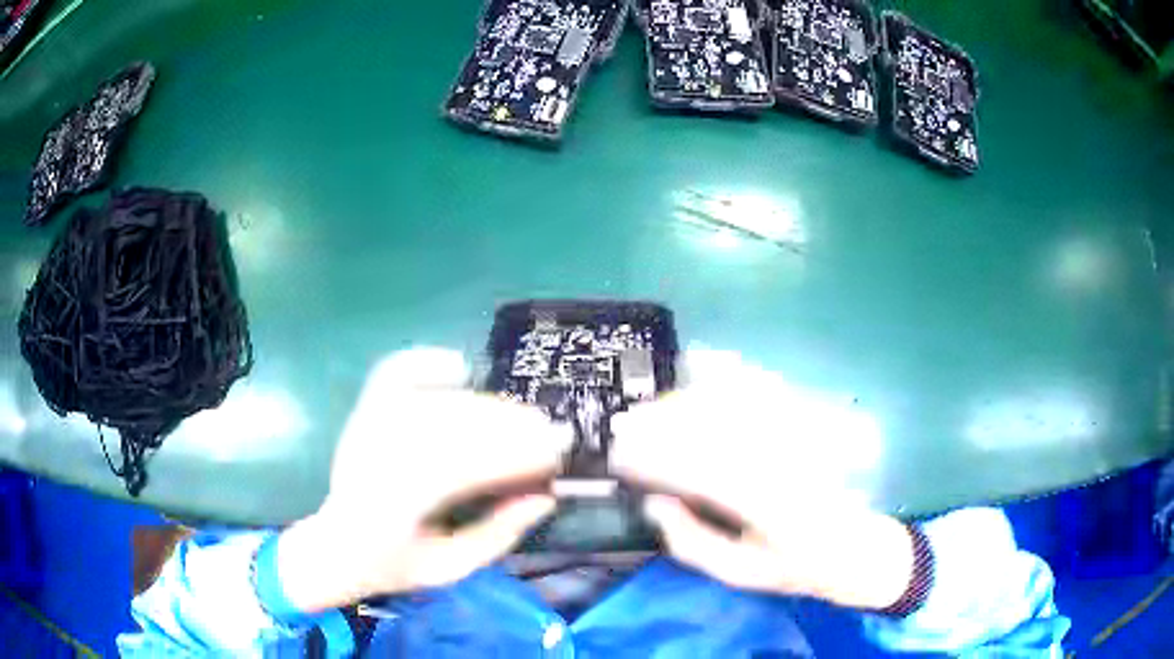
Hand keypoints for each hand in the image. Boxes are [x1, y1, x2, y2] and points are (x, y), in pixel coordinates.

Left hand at [277, 348, 566, 611]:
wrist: (335, 547)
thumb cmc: (393, 567)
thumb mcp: (451, 568)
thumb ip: (498, 534)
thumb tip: (546, 496)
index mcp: (393, 504)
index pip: (463, 467)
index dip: (514, 456)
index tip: (555, 455)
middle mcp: (375, 454)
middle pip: (453, 425)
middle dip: (510, 427)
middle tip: (550, 434)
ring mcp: (366, 427)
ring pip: (436, 403)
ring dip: (488, 406)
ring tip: (523, 416)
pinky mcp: (364, 413)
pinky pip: (394, 373)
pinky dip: (426, 362)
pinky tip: (458, 367)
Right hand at [612, 349, 912, 610]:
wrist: (855, 546)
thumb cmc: (794, 568)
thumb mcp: (738, 573)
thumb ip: (691, 542)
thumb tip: (655, 502)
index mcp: (763, 504)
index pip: (697, 470)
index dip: (652, 459)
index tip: (621, 457)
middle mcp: (780, 460)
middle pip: (712, 426)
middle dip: (660, 423)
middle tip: (626, 431)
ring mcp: (796, 435)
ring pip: (734, 402)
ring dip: (688, 400)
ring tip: (655, 411)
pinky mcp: (807, 422)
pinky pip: (764, 389)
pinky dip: (730, 376)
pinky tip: (705, 369)